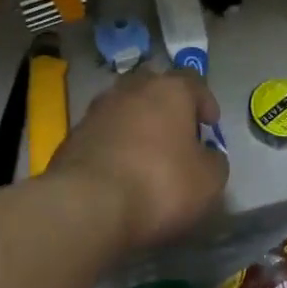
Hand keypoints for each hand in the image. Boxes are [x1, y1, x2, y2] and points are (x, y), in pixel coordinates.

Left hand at [49, 69, 228, 248]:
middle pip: (154, 87)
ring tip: (145, 153)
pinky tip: (119, 170)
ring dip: (136, 124)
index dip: (205, 101)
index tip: (210, 124)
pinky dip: (113, 144)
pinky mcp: (72, 136)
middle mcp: (131, 89)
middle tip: (176, 132)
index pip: (193, 82)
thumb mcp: (209, 181)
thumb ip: (214, 161)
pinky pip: (102, 133)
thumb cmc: (160, 184)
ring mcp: (97, 110)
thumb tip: (207, 155)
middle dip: (166, 106)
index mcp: (170, 90)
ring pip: (124, 108)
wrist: (87, 206)